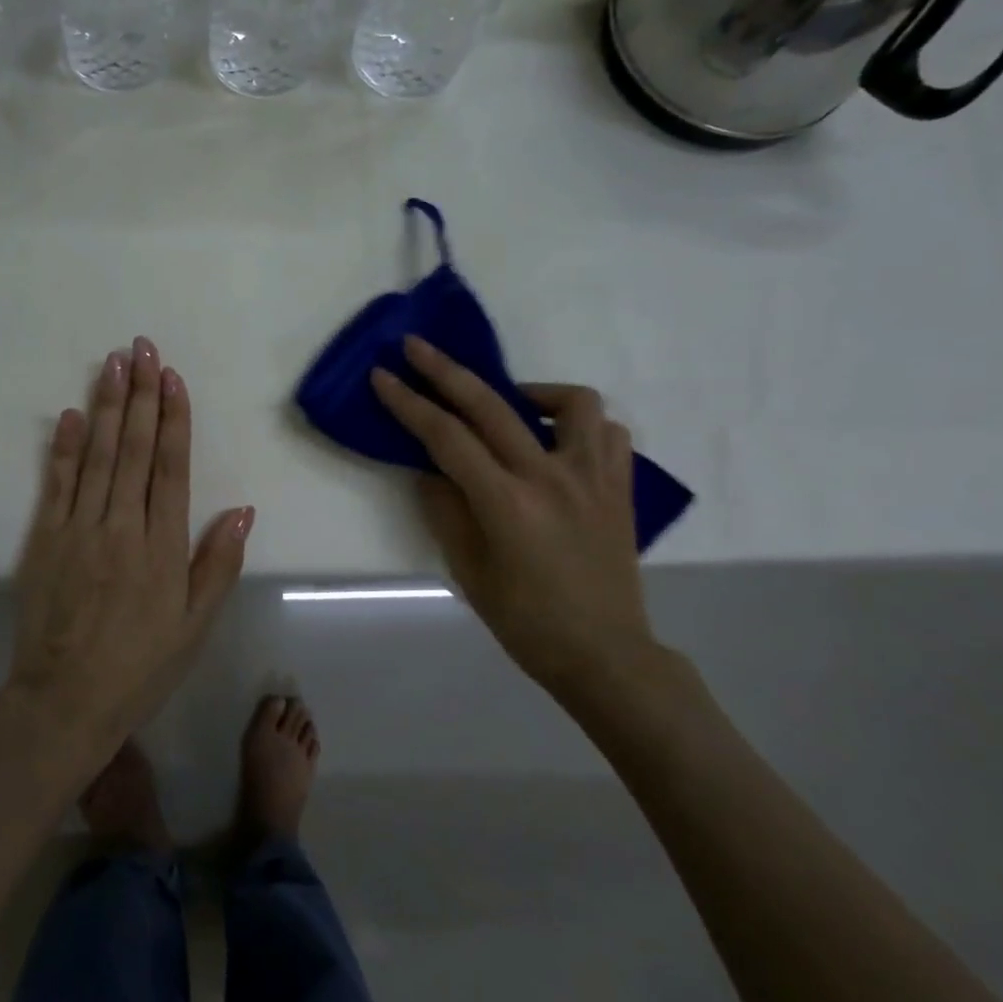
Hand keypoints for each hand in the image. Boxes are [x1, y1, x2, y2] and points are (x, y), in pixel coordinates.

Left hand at [13, 338, 253, 764]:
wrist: (65, 701)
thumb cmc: (140, 665)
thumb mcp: (195, 626)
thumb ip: (218, 565)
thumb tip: (244, 510)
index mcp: (162, 546)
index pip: (170, 467)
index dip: (173, 419)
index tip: (172, 378)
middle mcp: (122, 526)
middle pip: (132, 449)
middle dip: (140, 395)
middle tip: (142, 348)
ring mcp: (79, 529)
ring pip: (95, 456)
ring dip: (105, 407)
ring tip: (112, 364)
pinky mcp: (44, 539)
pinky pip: (55, 484)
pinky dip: (62, 447)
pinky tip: (69, 414)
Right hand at [371, 336, 654, 697]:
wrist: (605, 654)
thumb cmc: (526, 622)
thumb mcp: (468, 570)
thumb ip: (446, 510)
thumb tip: (432, 470)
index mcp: (507, 503)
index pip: (446, 437)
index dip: (409, 403)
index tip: (382, 375)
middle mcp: (551, 477)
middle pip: (491, 405)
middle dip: (445, 371)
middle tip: (416, 347)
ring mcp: (592, 478)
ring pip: (570, 402)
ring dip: (531, 391)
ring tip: (511, 405)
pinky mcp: (620, 487)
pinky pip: (607, 433)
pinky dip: (578, 424)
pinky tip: (556, 440)